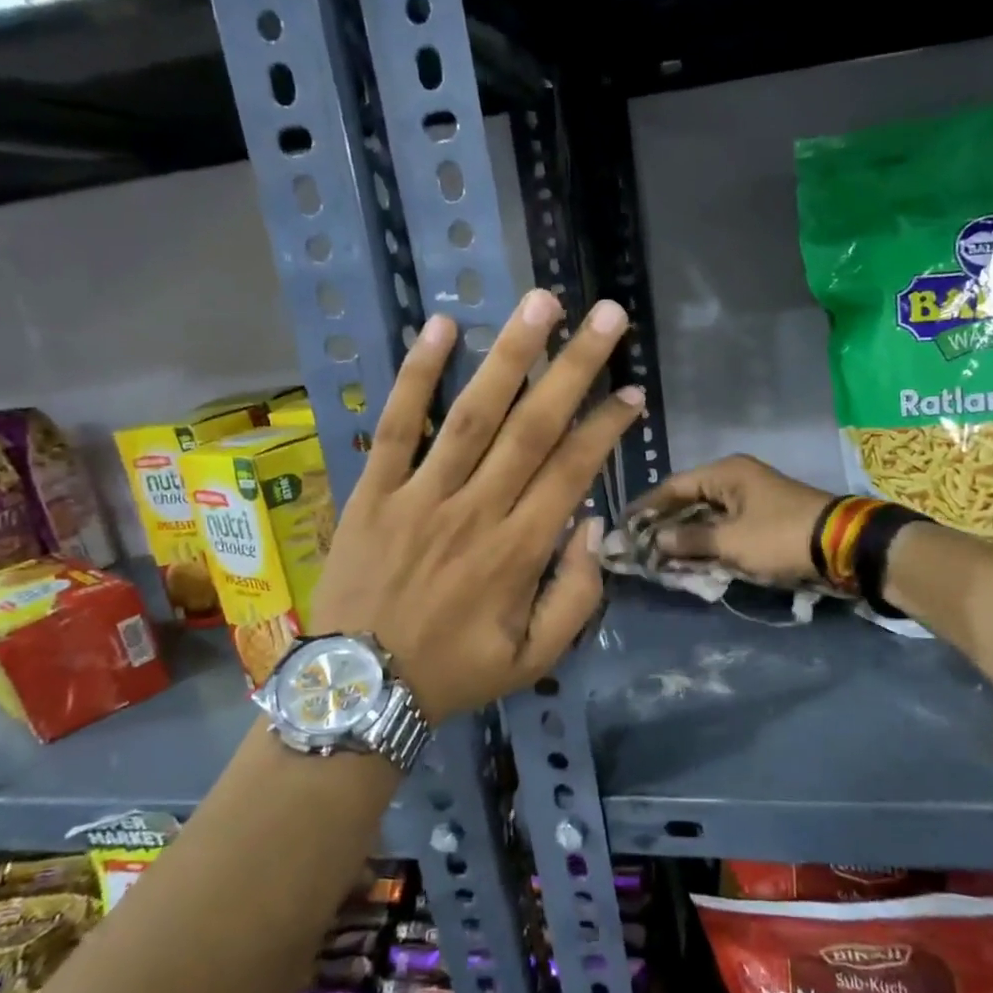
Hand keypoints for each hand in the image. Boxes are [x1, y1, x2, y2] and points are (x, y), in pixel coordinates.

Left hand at [310, 290, 643, 723]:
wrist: (359, 689)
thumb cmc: (453, 673)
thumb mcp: (533, 659)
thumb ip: (576, 598)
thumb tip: (592, 527)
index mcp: (519, 551)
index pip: (573, 471)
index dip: (606, 427)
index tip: (632, 392)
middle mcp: (476, 511)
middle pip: (534, 427)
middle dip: (575, 368)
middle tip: (607, 316)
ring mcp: (420, 496)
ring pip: (473, 414)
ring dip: (510, 355)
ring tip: (541, 303)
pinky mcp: (373, 491)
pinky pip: (396, 426)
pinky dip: (416, 376)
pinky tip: (441, 327)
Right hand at [625, 455, 834, 584]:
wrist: (843, 545)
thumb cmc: (780, 537)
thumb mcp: (730, 542)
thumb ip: (689, 540)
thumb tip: (656, 541)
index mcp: (726, 472)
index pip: (673, 486)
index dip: (646, 506)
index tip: (624, 525)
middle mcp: (736, 478)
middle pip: (689, 499)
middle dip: (664, 523)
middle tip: (639, 544)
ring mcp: (752, 497)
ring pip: (707, 515)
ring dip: (686, 534)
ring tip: (660, 555)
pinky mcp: (764, 517)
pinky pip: (725, 526)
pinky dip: (708, 541)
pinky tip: (692, 558)